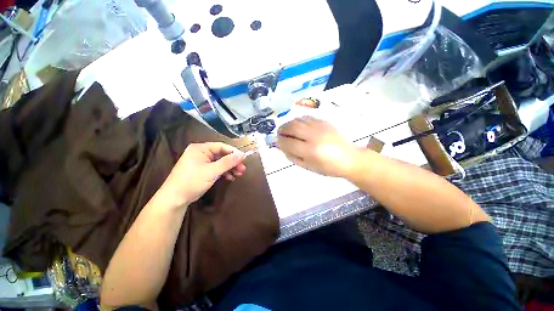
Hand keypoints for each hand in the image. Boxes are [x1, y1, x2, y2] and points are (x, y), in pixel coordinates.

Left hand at [159, 142, 245, 207]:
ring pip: (220, 162)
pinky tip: (229, 177)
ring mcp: (201, 162)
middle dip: (233, 162)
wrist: (174, 199)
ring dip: (230, 168)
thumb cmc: (192, 181)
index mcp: (200, 148)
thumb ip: (228, 162)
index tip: (244, 159)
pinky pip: (215, 168)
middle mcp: (200, 153)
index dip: (234, 152)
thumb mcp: (212, 171)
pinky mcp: (201, 170)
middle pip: (221, 154)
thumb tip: (242, 154)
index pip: (221, 146)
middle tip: (242, 169)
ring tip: (239, 174)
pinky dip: (223, 172)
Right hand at [276, 116, 359, 177]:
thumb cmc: (328, 167)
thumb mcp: (307, 166)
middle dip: (282, 129)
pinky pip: (306, 117)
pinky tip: (299, 127)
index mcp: (310, 151)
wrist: (349, 158)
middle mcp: (314, 136)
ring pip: (298, 120)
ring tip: (288, 130)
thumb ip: (292, 156)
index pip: (288, 142)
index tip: (277, 142)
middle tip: (280, 134)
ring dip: (289, 124)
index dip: (280, 141)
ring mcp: (320, 127)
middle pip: (291, 127)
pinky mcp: (324, 122)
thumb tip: (280, 146)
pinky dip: (299, 121)